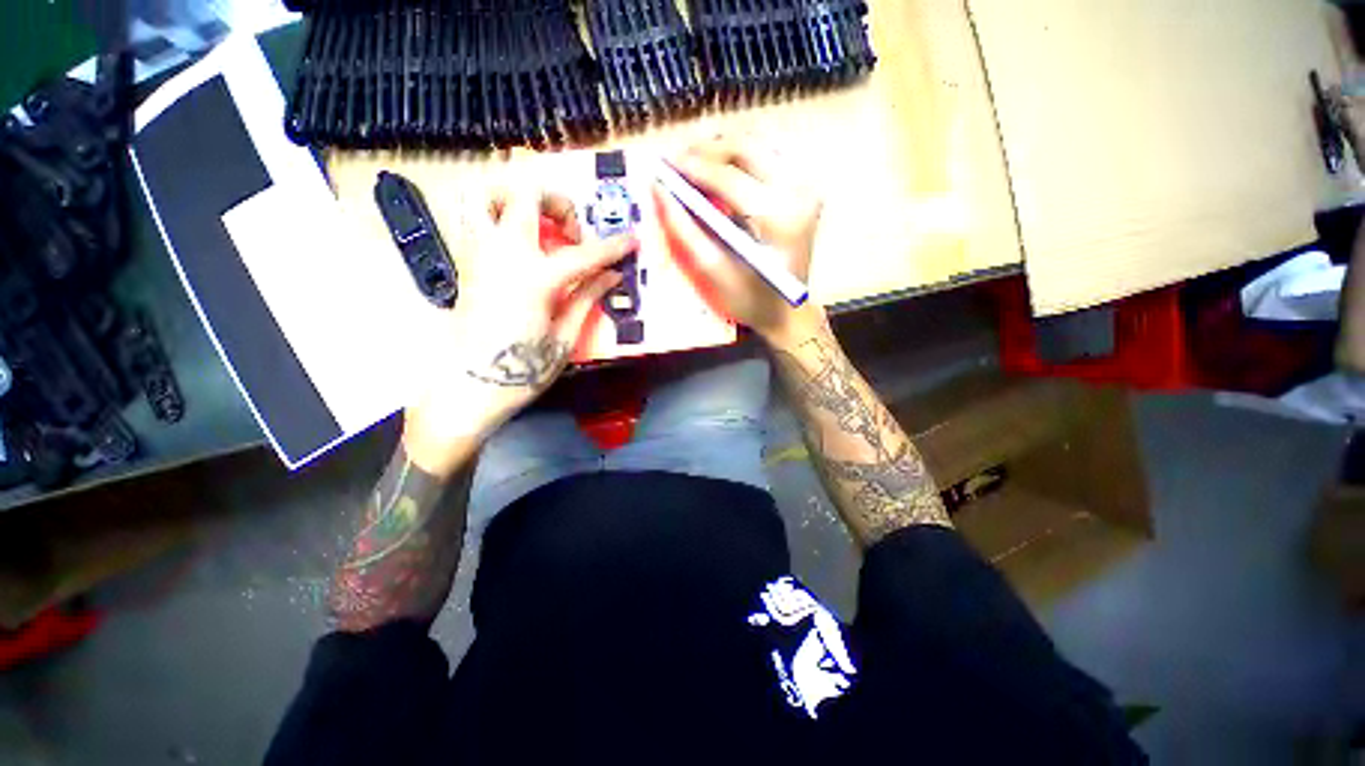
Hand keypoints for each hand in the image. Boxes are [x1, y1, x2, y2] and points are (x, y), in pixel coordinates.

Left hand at [404, 189, 634, 475]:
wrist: (467, 388)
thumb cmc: (521, 370)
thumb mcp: (564, 338)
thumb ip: (587, 298)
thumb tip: (612, 275)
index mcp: (533, 279)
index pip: (582, 254)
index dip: (612, 247)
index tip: (631, 239)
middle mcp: (501, 255)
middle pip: (524, 195)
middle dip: (556, 201)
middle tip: (571, 231)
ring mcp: (477, 255)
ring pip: (484, 194)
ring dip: (515, 198)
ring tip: (538, 225)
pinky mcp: (464, 263)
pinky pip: (474, 219)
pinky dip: (497, 215)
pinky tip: (519, 245)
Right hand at [653, 136, 825, 345]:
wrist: (788, 310)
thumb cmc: (750, 300)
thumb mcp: (714, 272)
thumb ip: (686, 230)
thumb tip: (660, 191)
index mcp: (778, 218)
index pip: (729, 177)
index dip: (692, 166)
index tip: (663, 164)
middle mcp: (798, 192)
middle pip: (746, 147)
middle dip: (705, 149)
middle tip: (675, 162)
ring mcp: (805, 185)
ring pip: (756, 144)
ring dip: (720, 149)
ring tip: (692, 165)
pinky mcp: (804, 186)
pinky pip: (766, 155)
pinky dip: (738, 158)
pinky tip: (719, 172)